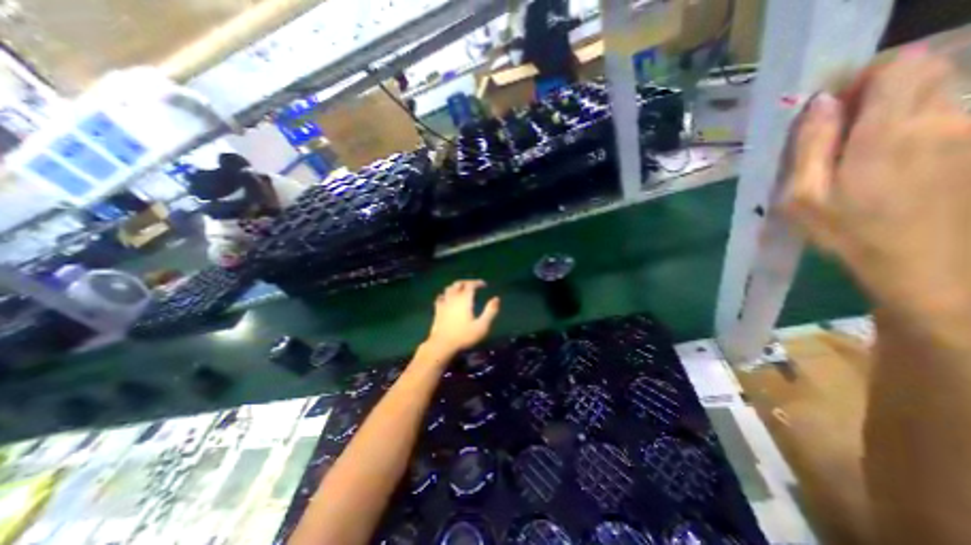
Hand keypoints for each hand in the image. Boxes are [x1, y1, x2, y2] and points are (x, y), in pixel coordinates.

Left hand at [426, 282, 500, 353]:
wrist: (442, 344)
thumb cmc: (464, 336)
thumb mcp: (482, 326)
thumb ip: (490, 311)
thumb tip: (496, 298)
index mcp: (465, 300)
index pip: (470, 285)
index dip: (477, 282)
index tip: (484, 285)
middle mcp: (454, 298)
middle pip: (458, 283)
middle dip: (466, 282)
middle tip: (473, 285)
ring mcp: (444, 303)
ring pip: (448, 288)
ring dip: (456, 286)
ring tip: (461, 290)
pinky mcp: (437, 310)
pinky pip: (440, 297)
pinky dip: (445, 295)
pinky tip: (447, 298)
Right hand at [783, 51, 969, 340]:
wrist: (920, 263)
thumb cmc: (847, 230)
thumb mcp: (804, 195)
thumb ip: (811, 145)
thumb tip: (819, 103)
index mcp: (890, 131)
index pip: (899, 63)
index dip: (862, 76)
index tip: (832, 107)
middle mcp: (941, 118)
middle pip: (921, 71)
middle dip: (876, 90)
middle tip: (839, 129)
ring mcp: (967, 130)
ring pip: (932, 93)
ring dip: (891, 109)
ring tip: (856, 150)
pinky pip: (940, 115)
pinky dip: (908, 124)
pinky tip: (883, 162)